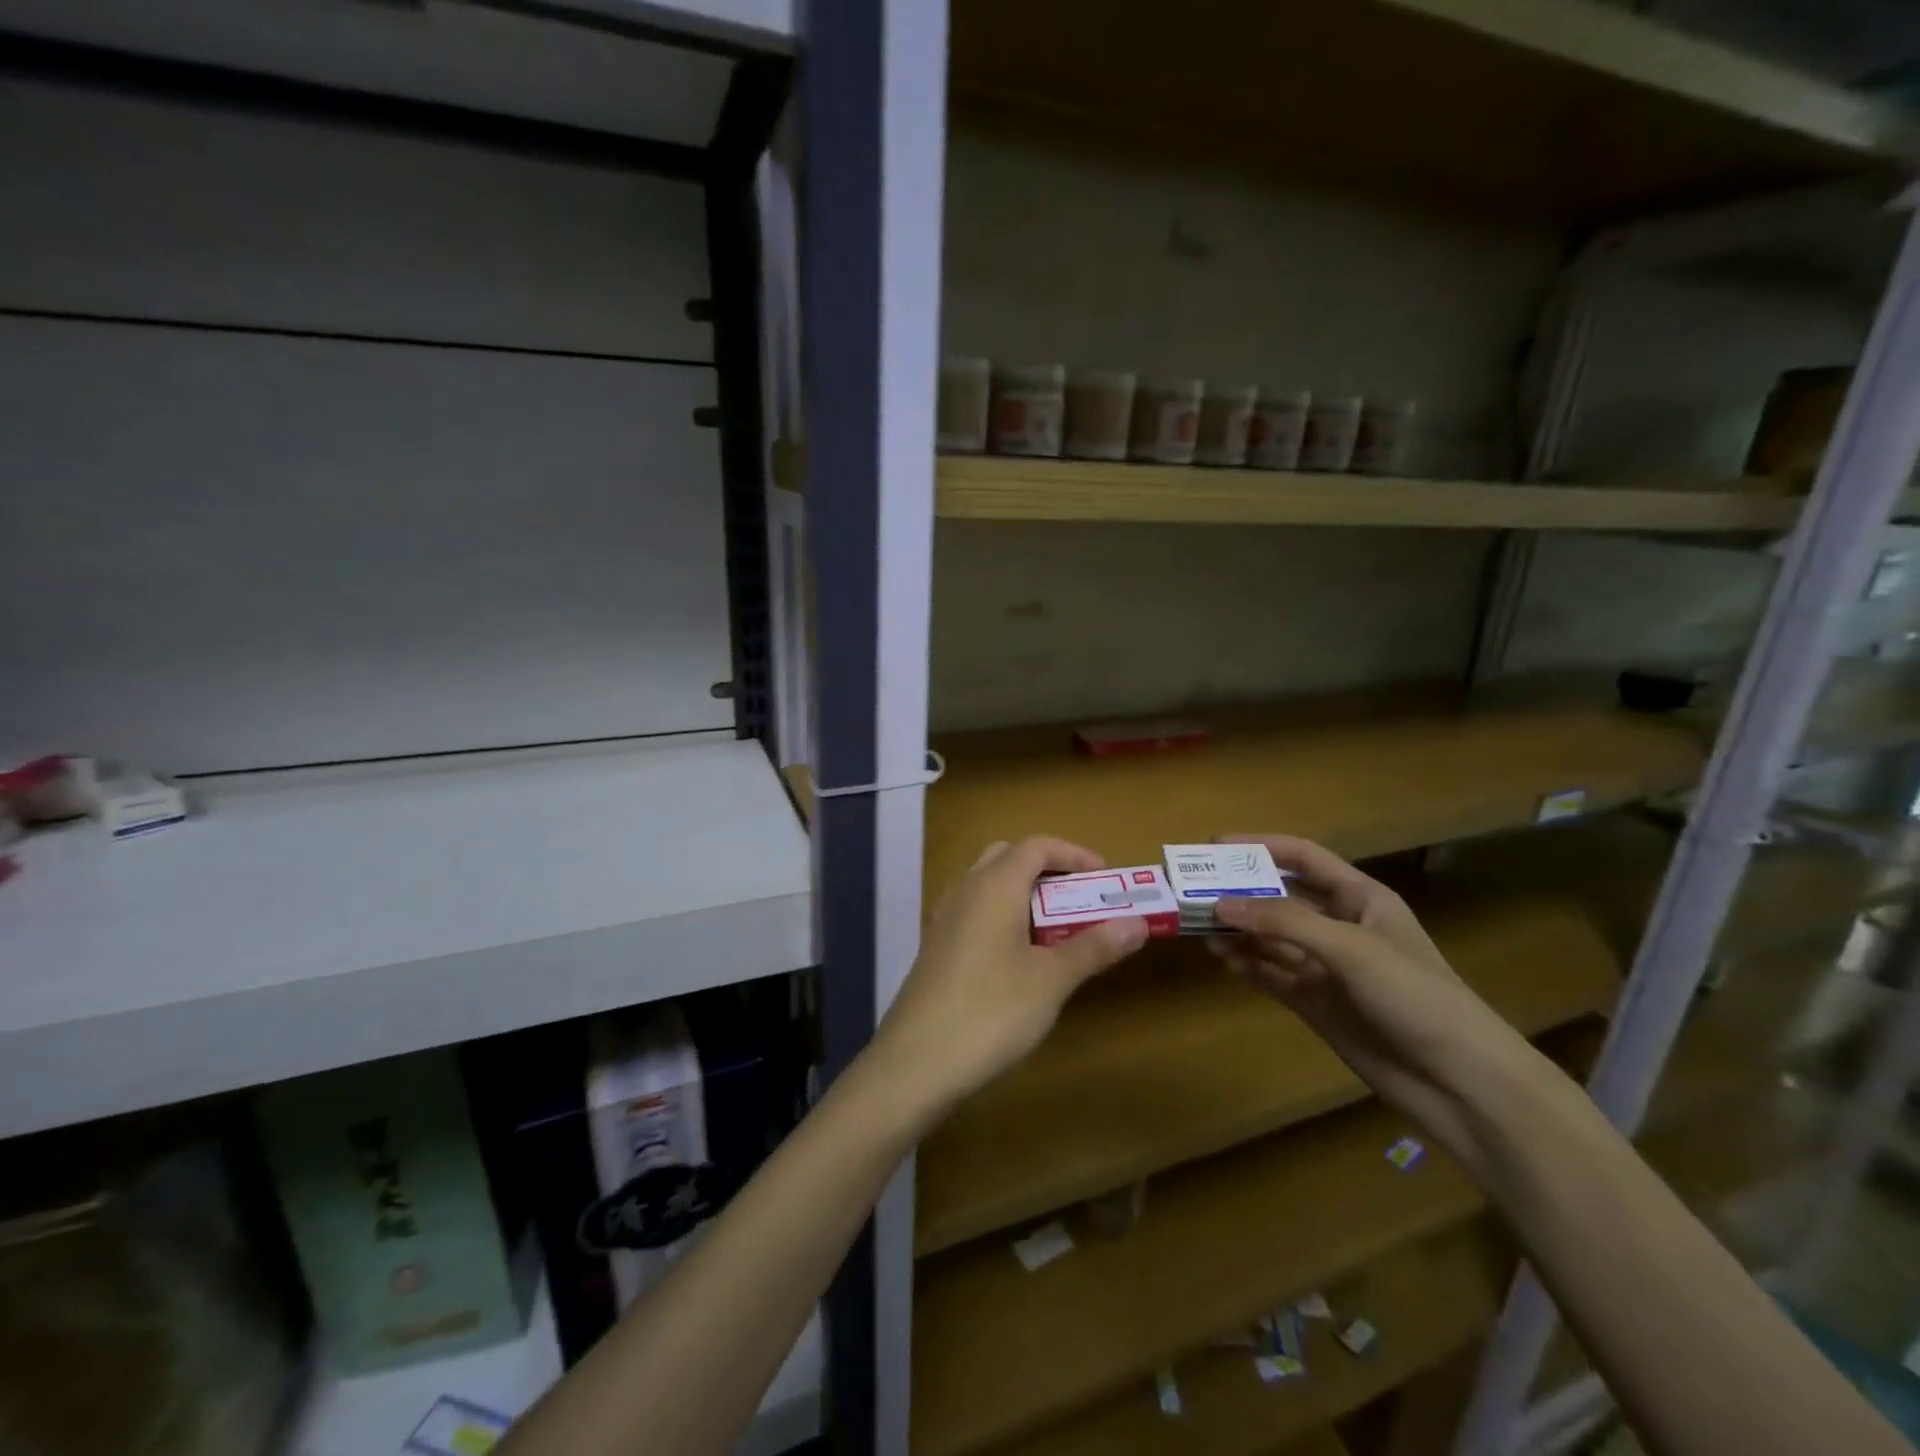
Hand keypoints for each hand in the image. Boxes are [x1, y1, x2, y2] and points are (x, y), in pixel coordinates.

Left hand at [869, 837, 1148, 1122]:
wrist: (917, 1061)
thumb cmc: (992, 1011)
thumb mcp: (1052, 980)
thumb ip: (1094, 946)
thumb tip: (1138, 923)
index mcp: (994, 885)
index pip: (1037, 846)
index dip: (1074, 854)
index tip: (1105, 878)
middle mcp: (965, 890)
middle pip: (1008, 857)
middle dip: (1047, 870)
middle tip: (1079, 900)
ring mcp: (945, 918)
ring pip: (987, 884)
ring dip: (1023, 894)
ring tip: (1054, 930)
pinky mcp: (935, 946)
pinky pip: (974, 912)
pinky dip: (1001, 916)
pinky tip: (1016, 957)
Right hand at [1207, 835, 1541, 1175]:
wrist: (1459, 1082)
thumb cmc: (1414, 996)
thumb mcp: (1351, 948)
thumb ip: (1285, 922)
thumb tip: (1220, 905)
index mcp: (1360, 898)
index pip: (1303, 858)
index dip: (1261, 846)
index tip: (1213, 847)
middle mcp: (1339, 926)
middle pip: (1280, 897)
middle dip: (1239, 891)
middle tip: (1192, 890)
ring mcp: (1326, 966)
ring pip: (1270, 937)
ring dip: (1237, 930)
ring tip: (1197, 926)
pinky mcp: (1315, 1002)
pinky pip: (1271, 974)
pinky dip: (1246, 965)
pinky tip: (1221, 959)